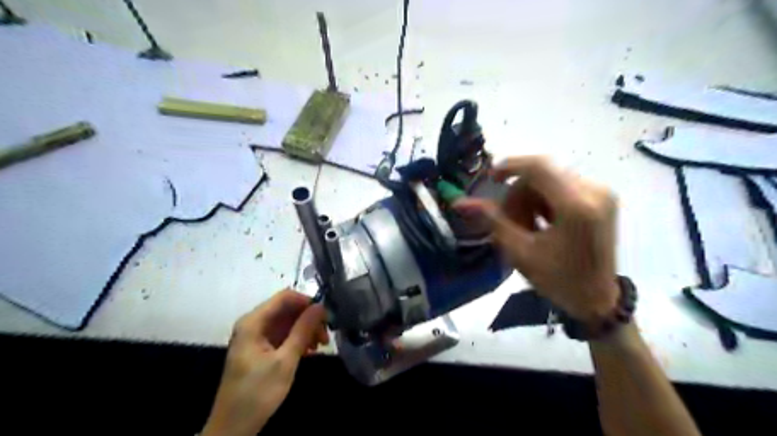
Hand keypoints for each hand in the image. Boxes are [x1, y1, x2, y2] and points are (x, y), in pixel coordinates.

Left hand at [203, 290, 325, 435]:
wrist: (233, 428)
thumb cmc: (257, 393)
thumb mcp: (285, 361)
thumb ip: (302, 330)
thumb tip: (320, 306)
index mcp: (253, 322)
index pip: (285, 297)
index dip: (307, 302)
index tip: (326, 315)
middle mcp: (254, 324)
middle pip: (287, 309)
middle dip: (308, 318)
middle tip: (326, 334)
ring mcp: (256, 336)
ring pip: (287, 322)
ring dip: (306, 330)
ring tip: (321, 345)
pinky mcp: (260, 348)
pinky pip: (283, 335)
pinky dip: (297, 339)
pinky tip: (309, 351)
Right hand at [457, 156, 615, 319]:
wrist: (598, 299)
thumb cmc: (559, 280)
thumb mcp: (520, 252)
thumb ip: (492, 220)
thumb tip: (461, 202)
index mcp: (576, 207)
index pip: (538, 167)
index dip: (510, 166)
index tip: (490, 179)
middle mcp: (594, 191)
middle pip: (542, 174)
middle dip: (518, 193)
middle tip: (508, 220)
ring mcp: (601, 193)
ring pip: (550, 180)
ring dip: (530, 198)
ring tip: (526, 226)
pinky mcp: (602, 197)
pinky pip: (562, 186)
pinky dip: (545, 200)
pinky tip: (541, 222)